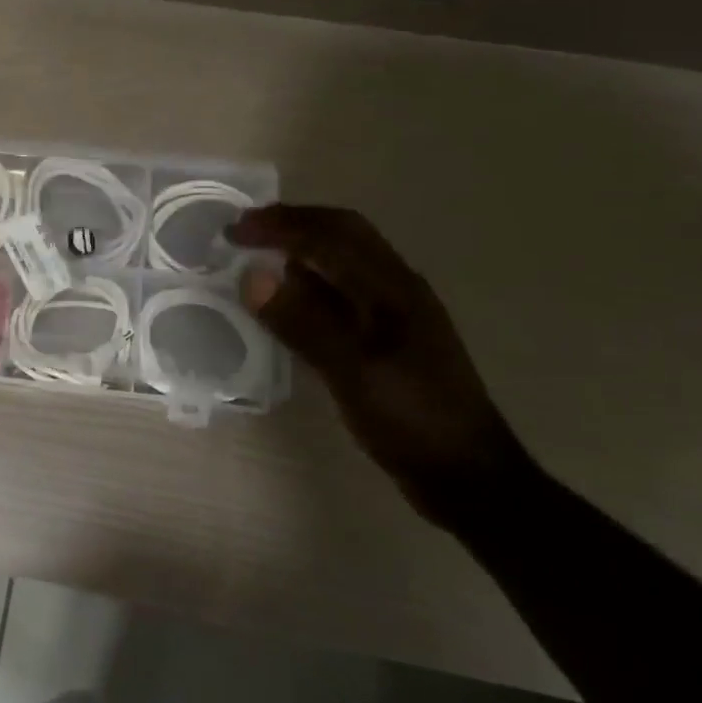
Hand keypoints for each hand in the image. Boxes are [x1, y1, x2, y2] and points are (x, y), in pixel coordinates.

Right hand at [228, 204, 536, 527]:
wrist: (468, 477)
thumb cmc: (414, 421)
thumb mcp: (354, 373)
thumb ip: (303, 322)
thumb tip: (251, 276)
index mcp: (393, 287)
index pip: (331, 234)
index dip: (281, 225)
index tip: (234, 231)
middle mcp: (395, 288)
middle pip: (341, 234)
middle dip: (291, 225)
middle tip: (242, 232)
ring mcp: (393, 314)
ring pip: (341, 262)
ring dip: (299, 249)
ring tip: (256, 257)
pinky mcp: (385, 339)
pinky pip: (340, 293)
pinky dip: (307, 284)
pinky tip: (285, 302)